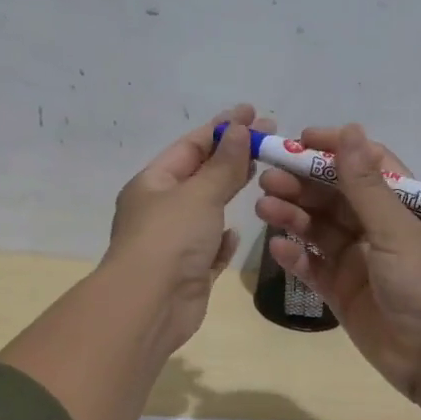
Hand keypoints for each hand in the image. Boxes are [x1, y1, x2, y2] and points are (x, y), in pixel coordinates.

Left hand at [102, 103, 274, 349]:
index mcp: (152, 184)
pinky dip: (222, 239)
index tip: (254, 113)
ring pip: (206, 213)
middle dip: (232, 157)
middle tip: (270, 139)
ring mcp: (174, 244)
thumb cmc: (170, 239)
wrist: (150, 305)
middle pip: (200, 176)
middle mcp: (160, 211)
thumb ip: (223, 164)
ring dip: (228, 194)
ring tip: (262, 175)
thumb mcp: (199, 193)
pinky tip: (236, 233)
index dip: (222, 128)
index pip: (190, 147)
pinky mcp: (189, 274)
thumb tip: (240, 130)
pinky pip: (209, 250)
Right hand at [254, 123, 420, 398]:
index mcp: (403, 206)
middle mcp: (379, 229)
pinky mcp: (342, 292)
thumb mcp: (396, 229)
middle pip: (335, 197)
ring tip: (263, 207)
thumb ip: (365, 185)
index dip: (334, 150)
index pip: (366, 165)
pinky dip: (296, 257)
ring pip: (319, 230)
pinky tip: (278, 248)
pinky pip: (313, 267)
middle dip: (302, 184)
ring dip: (293, 216)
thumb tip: (350, 131)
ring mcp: (359, 261)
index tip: (299, 142)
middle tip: (267, 178)